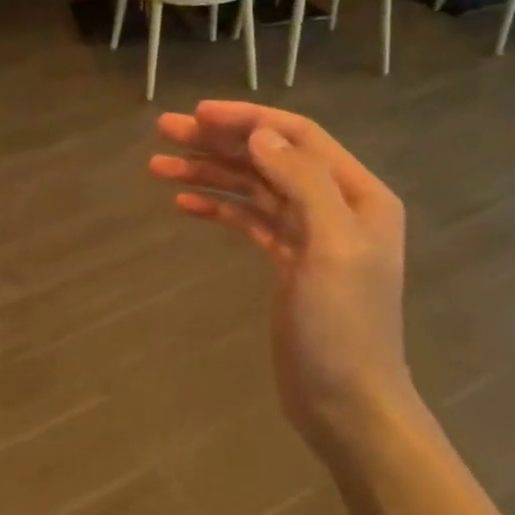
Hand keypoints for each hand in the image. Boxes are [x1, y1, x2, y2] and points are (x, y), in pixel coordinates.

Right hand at [149, 100, 413, 449]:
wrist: (346, 402)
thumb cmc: (342, 326)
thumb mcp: (331, 247)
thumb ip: (302, 182)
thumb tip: (261, 133)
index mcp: (357, 194)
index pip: (297, 136)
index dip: (247, 118)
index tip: (197, 112)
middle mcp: (334, 205)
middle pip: (268, 157)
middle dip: (217, 141)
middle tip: (164, 130)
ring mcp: (308, 234)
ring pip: (251, 187)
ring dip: (208, 173)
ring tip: (157, 165)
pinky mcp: (285, 261)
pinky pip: (246, 219)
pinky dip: (216, 207)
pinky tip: (183, 203)